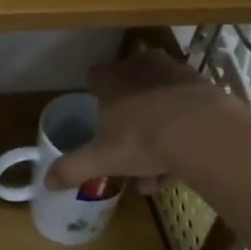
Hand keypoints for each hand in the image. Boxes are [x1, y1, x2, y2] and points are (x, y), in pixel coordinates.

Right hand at [45, 50, 249, 193]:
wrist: (203, 131)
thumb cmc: (141, 138)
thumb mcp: (101, 159)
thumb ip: (72, 168)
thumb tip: (45, 182)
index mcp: (110, 78)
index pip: (94, 78)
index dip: (95, 97)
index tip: (99, 120)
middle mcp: (141, 67)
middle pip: (129, 92)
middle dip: (128, 123)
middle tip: (129, 155)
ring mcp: (175, 73)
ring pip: (159, 105)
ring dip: (157, 134)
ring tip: (157, 173)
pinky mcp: (205, 87)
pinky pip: (186, 111)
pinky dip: (182, 134)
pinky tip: (182, 165)